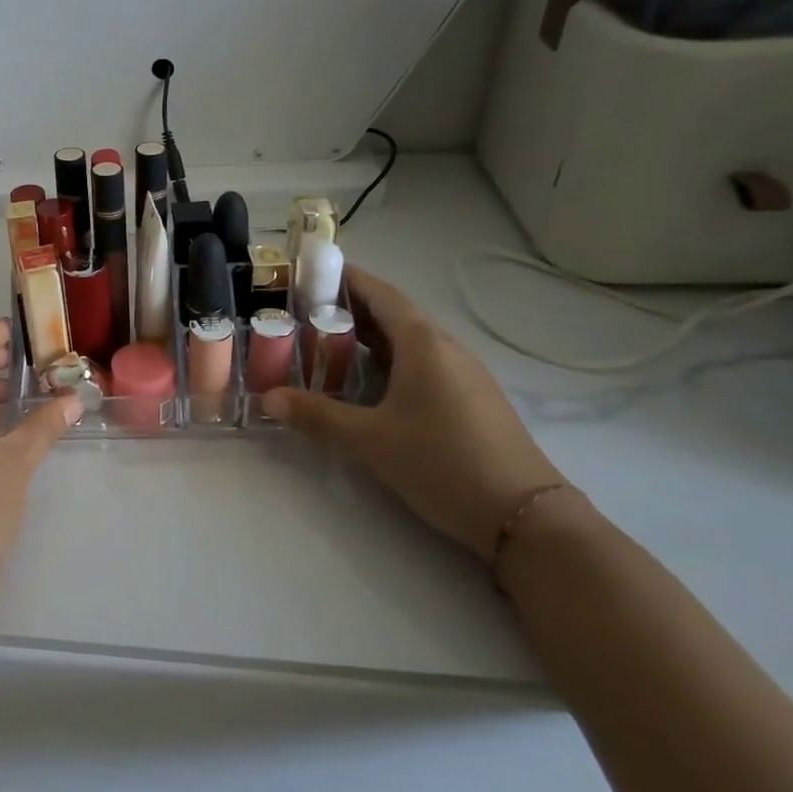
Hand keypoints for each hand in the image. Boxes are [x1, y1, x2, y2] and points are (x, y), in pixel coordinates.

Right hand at [261, 269, 566, 560]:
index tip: (308, 274)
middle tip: (301, 314)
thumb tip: (267, 398)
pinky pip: (421, 365)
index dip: (345, 279)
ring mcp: (462, 374)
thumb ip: (317, 415)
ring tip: (323, 346)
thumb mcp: (370, 440)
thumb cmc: (442, 462)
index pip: (379, 293)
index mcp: (423, 343)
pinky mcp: (469, 400)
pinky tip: (366, 385)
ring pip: (407, 342)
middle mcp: (445, 348)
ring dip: (367, 339)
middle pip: (392, 315)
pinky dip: (387, 362)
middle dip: (347, 310)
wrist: (525, 517)